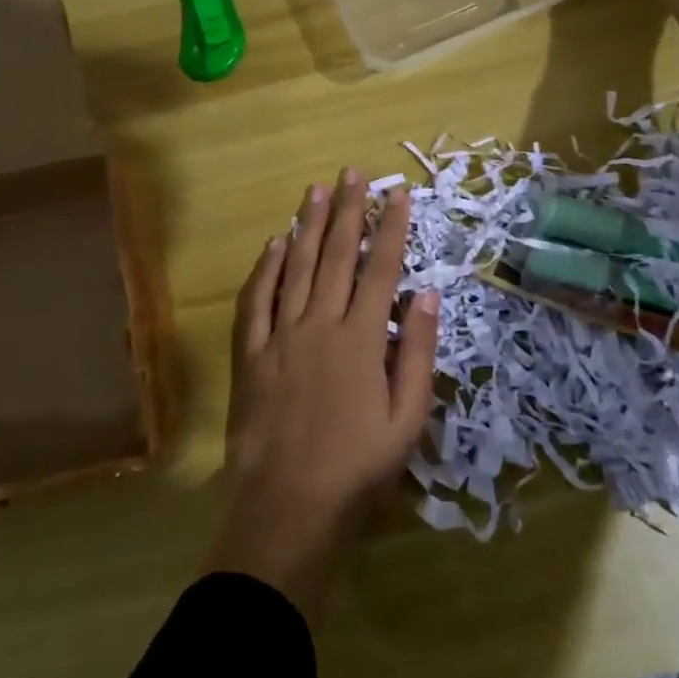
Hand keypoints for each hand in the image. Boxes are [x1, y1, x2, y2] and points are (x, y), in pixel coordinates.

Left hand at [202, 169, 440, 625]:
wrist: (289, 503)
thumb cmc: (358, 467)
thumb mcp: (408, 419)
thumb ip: (417, 352)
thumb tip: (426, 293)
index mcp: (361, 338)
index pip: (380, 268)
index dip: (390, 227)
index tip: (397, 193)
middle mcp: (320, 323)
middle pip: (335, 255)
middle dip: (347, 210)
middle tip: (350, 173)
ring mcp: (281, 335)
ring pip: (295, 267)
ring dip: (307, 226)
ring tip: (315, 191)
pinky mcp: (252, 353)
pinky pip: (257, 300)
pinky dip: (265, 268)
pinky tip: (274, 244)